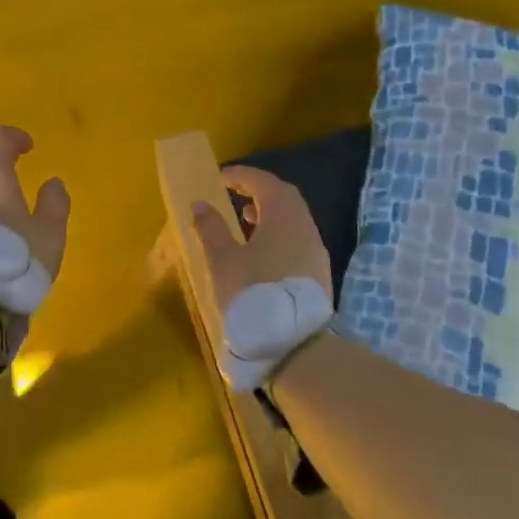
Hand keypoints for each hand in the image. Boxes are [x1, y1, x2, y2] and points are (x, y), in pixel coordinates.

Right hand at [191, 166, 331, 317]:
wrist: (292, 342)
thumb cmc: (252, 292)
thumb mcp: (222, 259)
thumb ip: (211, 228)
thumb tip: (200, 204)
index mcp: (283, 216)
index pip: (264, 182)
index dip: (242, 175)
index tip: (220, 177)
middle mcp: (305, 226)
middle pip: (284, 196)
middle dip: (258, 190)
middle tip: (233, 193)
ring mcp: (315, 249)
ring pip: (293, 218)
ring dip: (269, 212)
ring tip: (244, 220)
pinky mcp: (318, 271)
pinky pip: (297, 237)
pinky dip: (278, 232)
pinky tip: (261, 250)